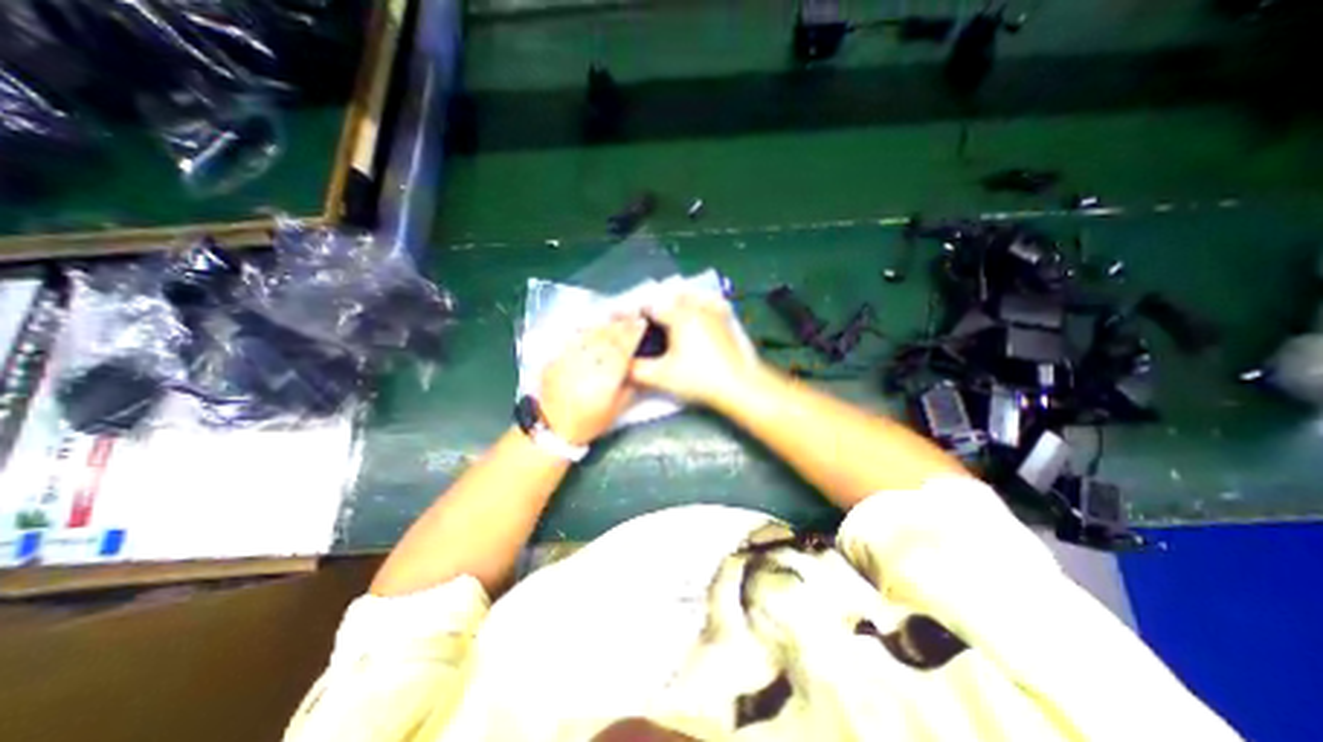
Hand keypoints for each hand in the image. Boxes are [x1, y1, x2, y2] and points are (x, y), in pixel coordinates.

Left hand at [533, 313, 643, 442]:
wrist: (554, 428)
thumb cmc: (590, 422)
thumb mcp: (617, 408)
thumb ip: (629, 386)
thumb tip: (636, 367)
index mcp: (607, 378)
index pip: (623, 348)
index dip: (633, 333)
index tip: (641, 323)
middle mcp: (589, 365)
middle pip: (607, 338)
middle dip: (621, 325)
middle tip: (630, 316)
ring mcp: (570, 360)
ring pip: (590, 336)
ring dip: (604, 325)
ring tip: (612, 319)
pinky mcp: (555, 360)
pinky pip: (572, 341)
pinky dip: (583, 332)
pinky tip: (590, 327)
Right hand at [630, 290, 754, 404]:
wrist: (738, 384)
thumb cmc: (699, 378)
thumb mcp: (662, 377)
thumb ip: (637, 370)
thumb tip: (622, 365)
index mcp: (678, 316)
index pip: (650, 305)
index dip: (633, 311)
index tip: (621, 317)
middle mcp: (696, 307)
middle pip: (670, 296)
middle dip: (654, 303)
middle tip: (644, 317)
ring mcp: (714, 311)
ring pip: (691, 295)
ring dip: (676, 299)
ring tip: (668, 310)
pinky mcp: (726, 320)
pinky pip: (712, 301)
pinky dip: (701, 301)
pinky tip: (700, 308)